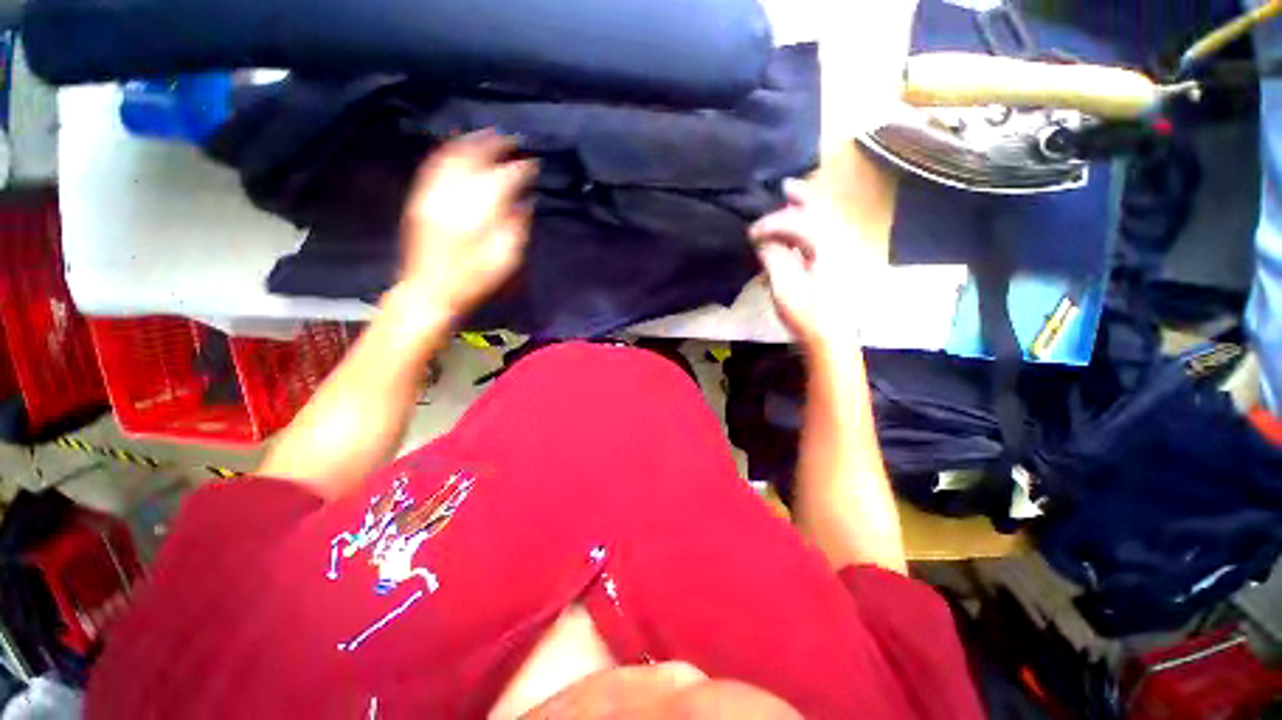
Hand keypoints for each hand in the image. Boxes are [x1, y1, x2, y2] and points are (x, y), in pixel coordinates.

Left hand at [398, 130, 536, 317]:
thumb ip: (516, 227)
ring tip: (489, 135)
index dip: (521, 169)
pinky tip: (457, 146)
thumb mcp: (505, 261)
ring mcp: (432, 195)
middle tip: (513, 140)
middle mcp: (452, 197)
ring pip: (452, 157)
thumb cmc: (474, 280)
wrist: (429, 291)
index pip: (503, 179)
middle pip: (475, 159)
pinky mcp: (419, 199)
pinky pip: (432, 166)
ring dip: (471, 142)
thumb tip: (525, 202)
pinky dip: (447, 152)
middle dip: (496, 146)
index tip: (534, 164)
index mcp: (477, 214)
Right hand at [749, 179, 867, 351]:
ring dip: (807, 211)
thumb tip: (763, 241)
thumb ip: (774, 259)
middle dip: (801, 198)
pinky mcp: (840, 265)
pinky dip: (811, 228)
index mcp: (826, 248)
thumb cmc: (806, 316)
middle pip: (821, 212)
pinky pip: (826, 235)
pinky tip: (799, 233)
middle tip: (784, 186)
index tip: (751, 233)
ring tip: (792, 200)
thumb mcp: (784, 289)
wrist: (831, 339)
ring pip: (826, 222)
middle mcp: (839, 244)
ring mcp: (843, 254)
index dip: (772, 224)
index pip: (797, 224)